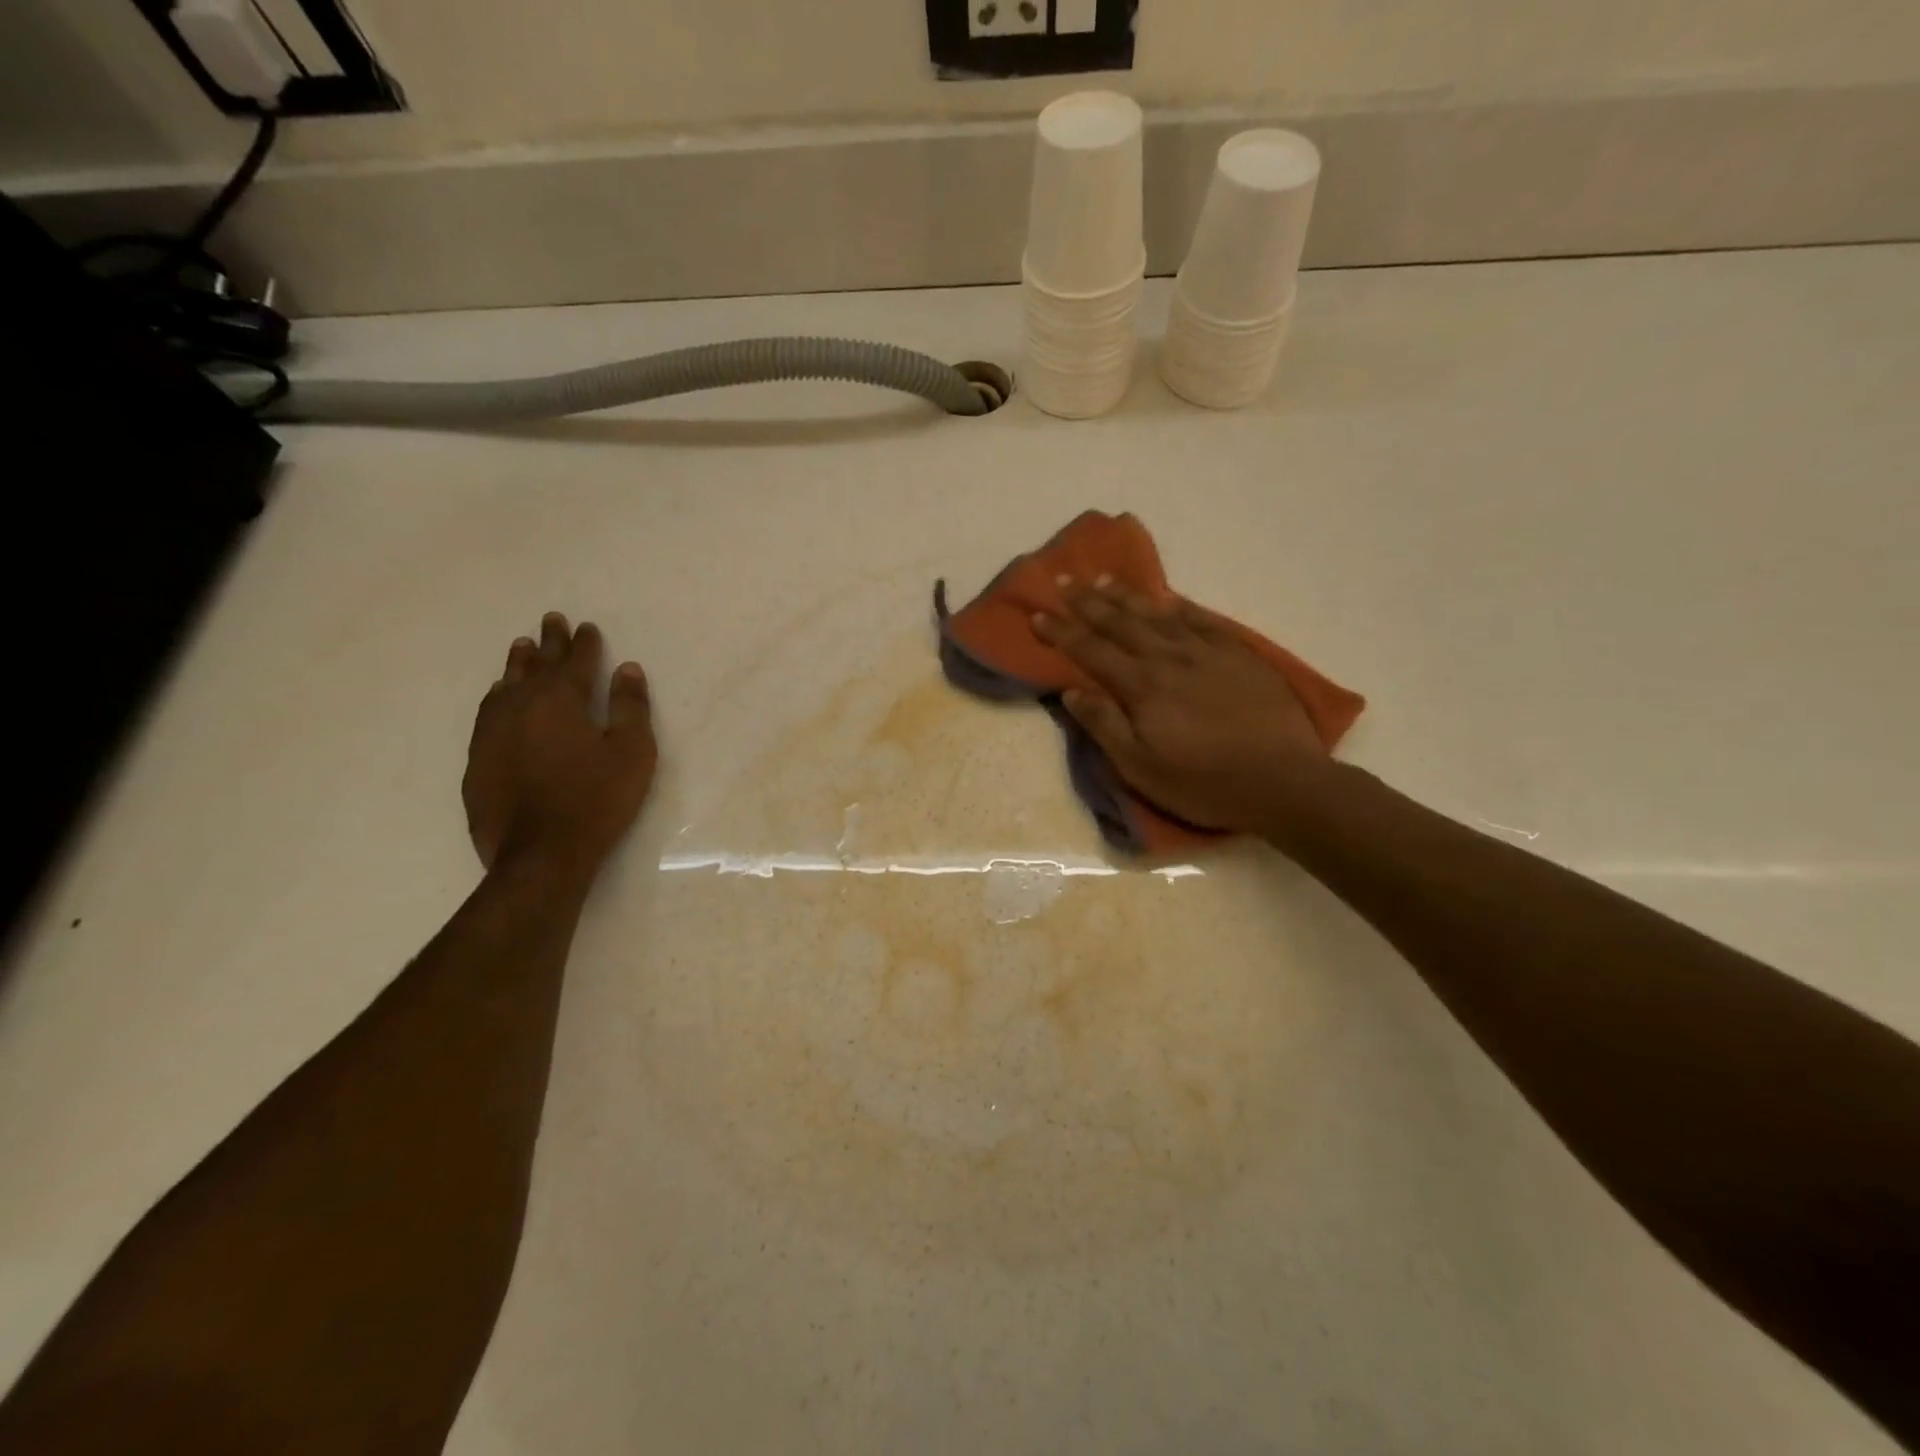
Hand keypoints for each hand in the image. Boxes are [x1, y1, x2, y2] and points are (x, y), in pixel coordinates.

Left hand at [463, 613, 657, 876]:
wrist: (540, 854)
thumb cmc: (596, 800)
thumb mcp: (631, 752)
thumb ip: (630, 707)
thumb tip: (627, 669)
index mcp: (560, 701)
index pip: (574, 661)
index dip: (583, 643)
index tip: (587, 627)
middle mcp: (520, 707)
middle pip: (536, 666)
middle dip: (548, 642)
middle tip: (551, 620)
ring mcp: (492, 733)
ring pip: (505, 685)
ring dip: (517, 665)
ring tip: (521, 648)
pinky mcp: (478, 760)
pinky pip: (488, 713)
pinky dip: (498, 696)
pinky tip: (500, 697)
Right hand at [1034, 578, 1328, 833]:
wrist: (1283, 780)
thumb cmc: (1203, 782)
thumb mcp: (1141, 768)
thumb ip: (1105, 726)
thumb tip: (1072, 692)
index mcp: (1142, 687)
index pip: (1092, 651)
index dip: (1062, 632)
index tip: (1038, 614)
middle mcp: (1170, 658)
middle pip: (1121, 623)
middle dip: (1088, 602)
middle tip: (1063, 581)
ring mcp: (1208, 652)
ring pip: (1159, 614)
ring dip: (1128, 596)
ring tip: (1104, 579)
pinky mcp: (1239, 655)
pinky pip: (1203, 620)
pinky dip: (1180, 606)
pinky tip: (1168, 598)